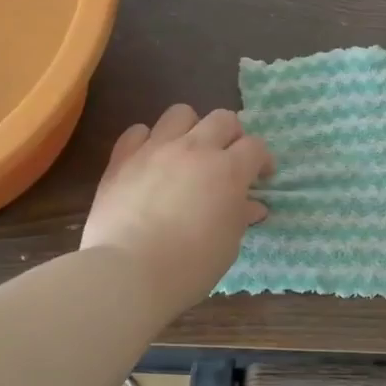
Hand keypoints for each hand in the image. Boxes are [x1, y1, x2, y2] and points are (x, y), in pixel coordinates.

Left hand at [81, 105, 272, 316]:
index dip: (262, 160)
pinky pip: (138, 131)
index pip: (255, 147)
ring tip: (188, 153)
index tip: (261, 178)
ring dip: (191, 128)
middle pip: (223, 119)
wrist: (128, 272)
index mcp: (228, 171)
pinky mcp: (122, 158)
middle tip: (227, 161)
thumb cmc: (189, 266)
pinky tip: (151, 161)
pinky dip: (148, 141)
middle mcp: (194, 149)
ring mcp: (155, 149)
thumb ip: (240, 217)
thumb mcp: (227, 245)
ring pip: (180, 113)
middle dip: (232, 136)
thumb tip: (252, 206)